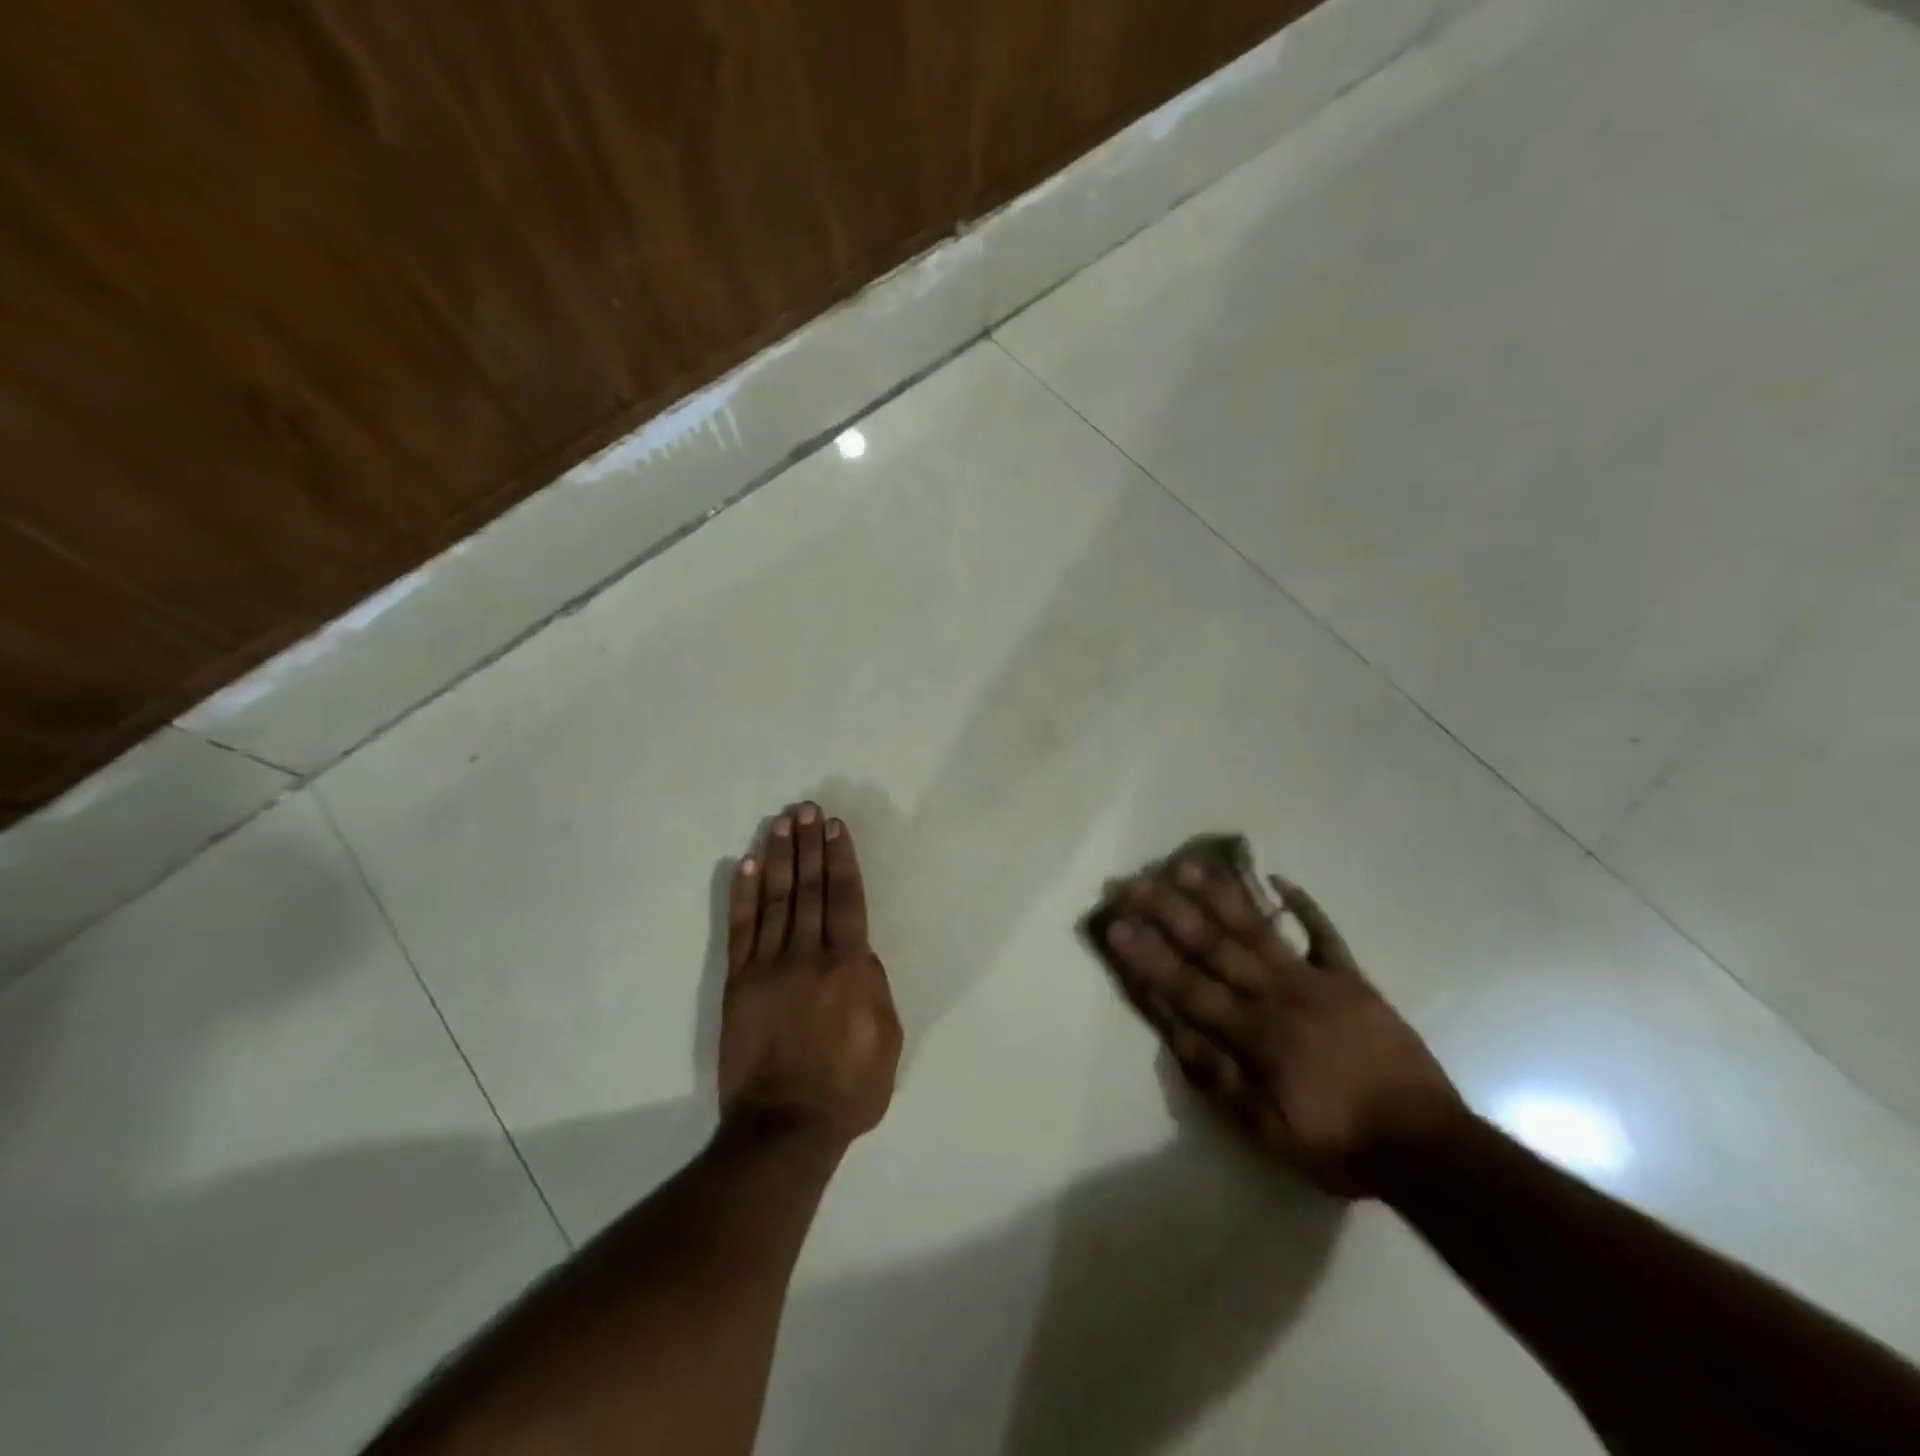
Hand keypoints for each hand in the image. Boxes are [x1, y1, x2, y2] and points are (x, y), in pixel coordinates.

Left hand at [720, 803, 901, 1144]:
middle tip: (806, 808)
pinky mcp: (739, 982)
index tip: (834, 827)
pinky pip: (741, 929)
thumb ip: (875, 986)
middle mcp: (808, 954)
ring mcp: (768, 966)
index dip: (841, 859)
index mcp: (848, 966)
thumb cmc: (848, 1087)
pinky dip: (743, 894)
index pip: (845, 898)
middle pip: (810, 888)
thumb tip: (859, 952)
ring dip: (779, 857)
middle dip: (809, 845)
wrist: (784, 1127)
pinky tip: (746, 864)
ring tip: (782, 822)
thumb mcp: (888, 1038)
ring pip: (776, 899)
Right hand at [1092, 855, 1463, 1196]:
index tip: (1116, 926)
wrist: (1427, 1145)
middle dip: (1168, 912)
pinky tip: (1278, 878)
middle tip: (1134, 882)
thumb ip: (1220, 1080)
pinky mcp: (1351, 979)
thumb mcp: (1269, 1131)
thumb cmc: (1339, 1142)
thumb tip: (1175, 1034)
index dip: (1148, 957)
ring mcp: (1315, 980)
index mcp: (1254, 1034)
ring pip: (1258, 930)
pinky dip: (1304, 906)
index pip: (1187, 987)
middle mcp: (1276, 995)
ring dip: (1220, 896)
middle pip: (1213, 946)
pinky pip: (1324, 935)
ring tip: (1187, 866)